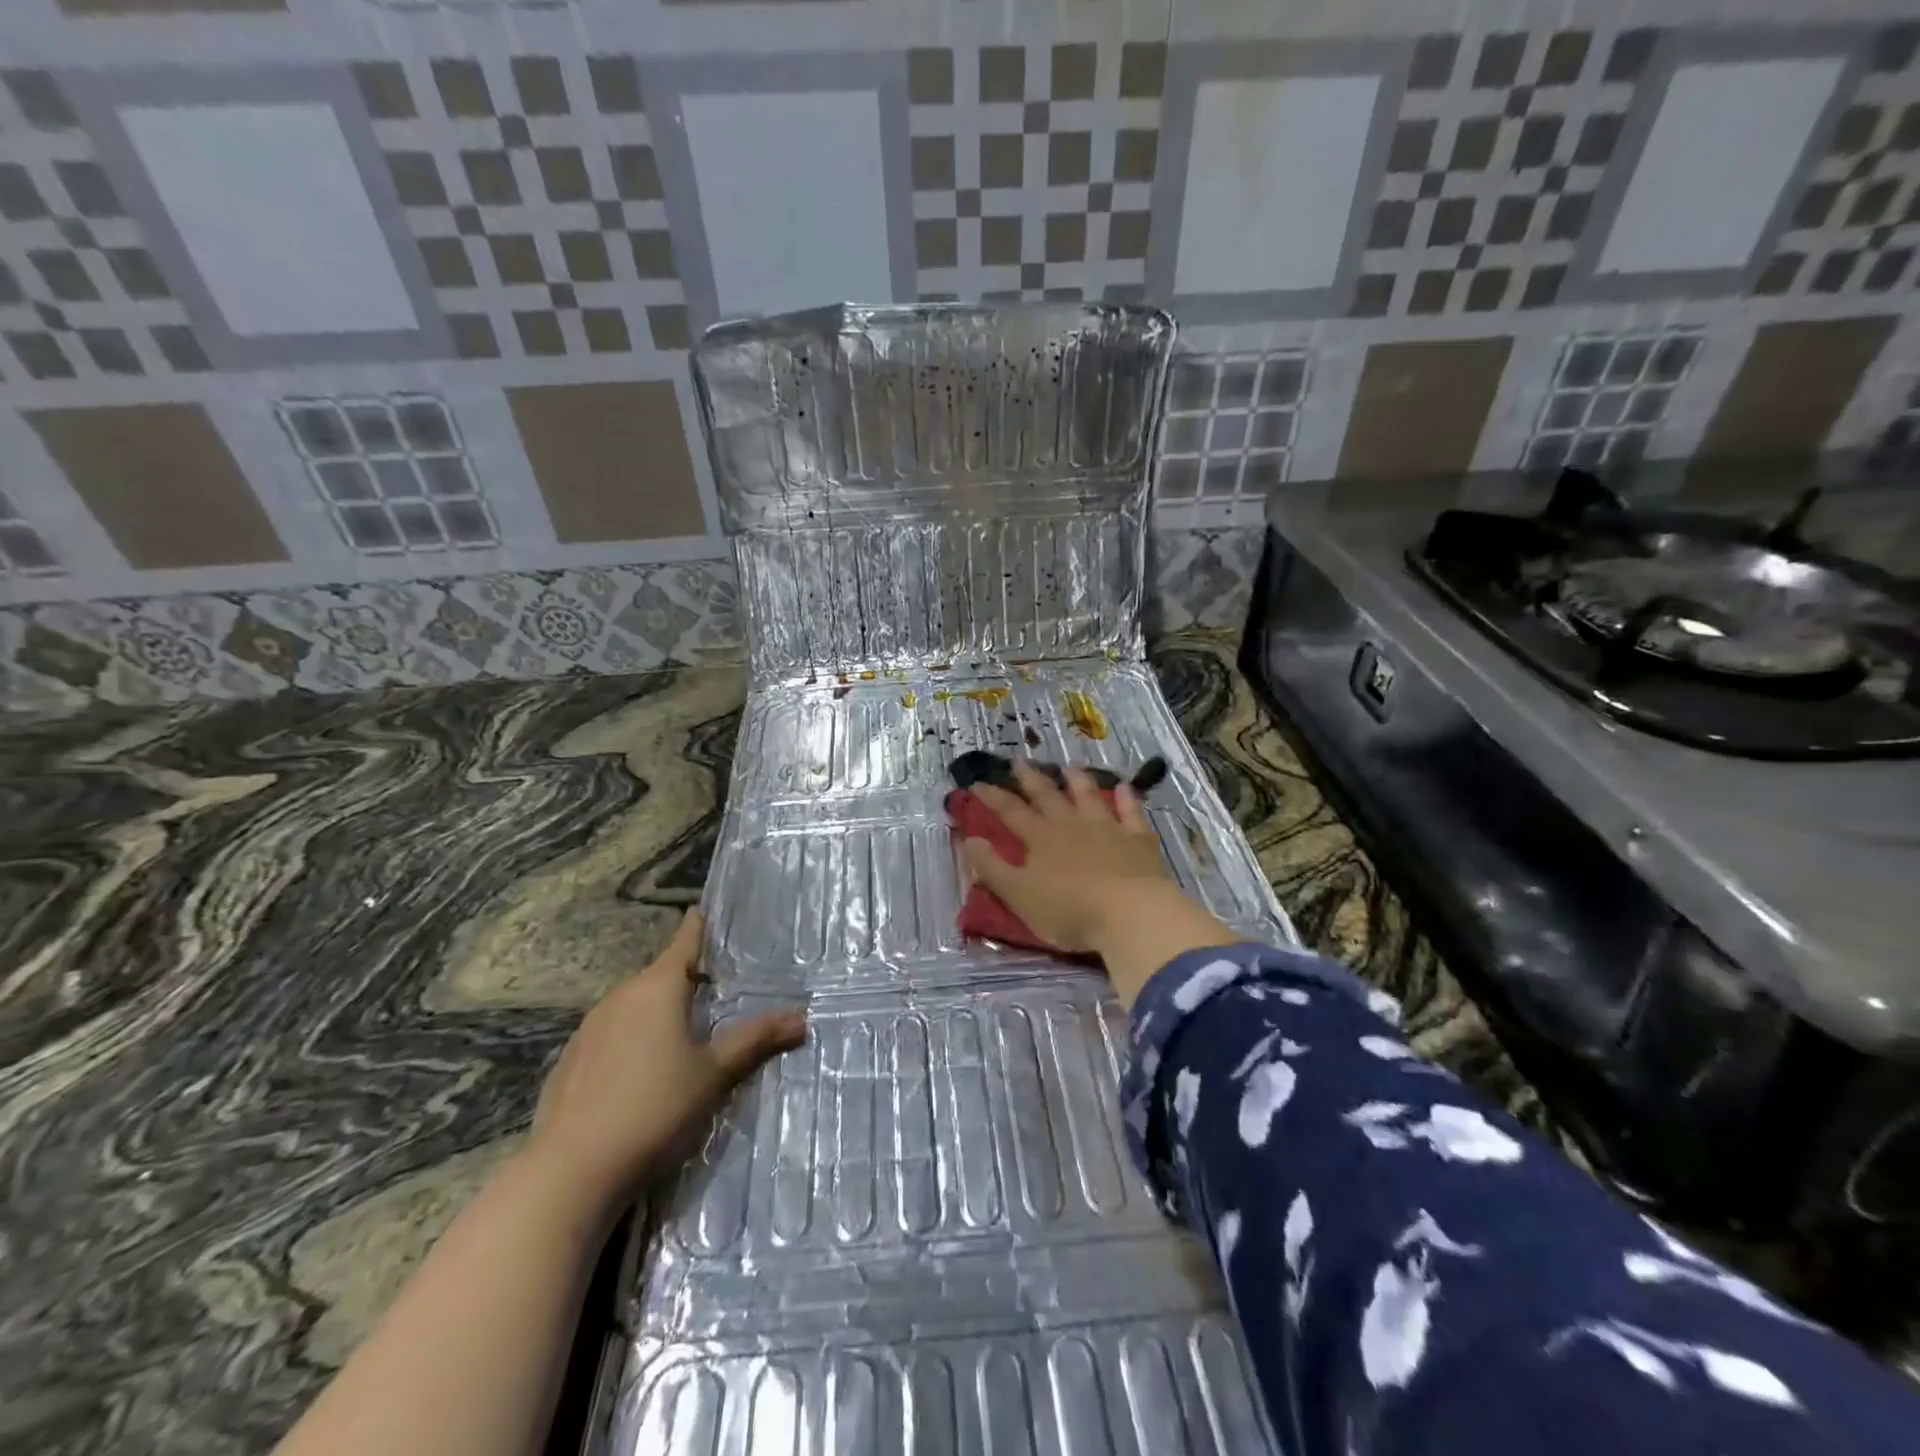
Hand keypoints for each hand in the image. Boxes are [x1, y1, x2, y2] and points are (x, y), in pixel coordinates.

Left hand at [525, 909, 804, 1213]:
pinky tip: (638, 1072)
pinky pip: (609, 1034)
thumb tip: (802, 1017)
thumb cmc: (654, 1110)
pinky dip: (629, 1038)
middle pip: (659, 974)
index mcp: (657, 988)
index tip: (706, 909)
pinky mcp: (569, 1061)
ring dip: (656, 1010)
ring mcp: (589, 1029)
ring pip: (632, 1005)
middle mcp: (620, 997)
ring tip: (681, 1032)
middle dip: (685, 977)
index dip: (699, 925)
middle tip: (715, 988)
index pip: (684, 941)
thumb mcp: (714, 1075)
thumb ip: (755, 1040)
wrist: (570, 1173)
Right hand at [962, 761, 1235, 1006]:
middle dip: (1031, 778)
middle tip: (1019, 761)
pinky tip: (1125, 787)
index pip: (1010, 811)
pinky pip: (1131, 813)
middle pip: (1047, 796)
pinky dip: (1127, 799)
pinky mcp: (1138, 841)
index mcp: (1040, 838)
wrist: (1131, 914)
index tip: (977, 782)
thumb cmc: (1069, 910)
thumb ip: (992, 867)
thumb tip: (969, 839)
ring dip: (1078, 780)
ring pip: (1089, 796)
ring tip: (1070, 765)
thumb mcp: (1018, 895)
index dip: (992, 797)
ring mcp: (1108, 828)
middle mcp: (1072, 825)